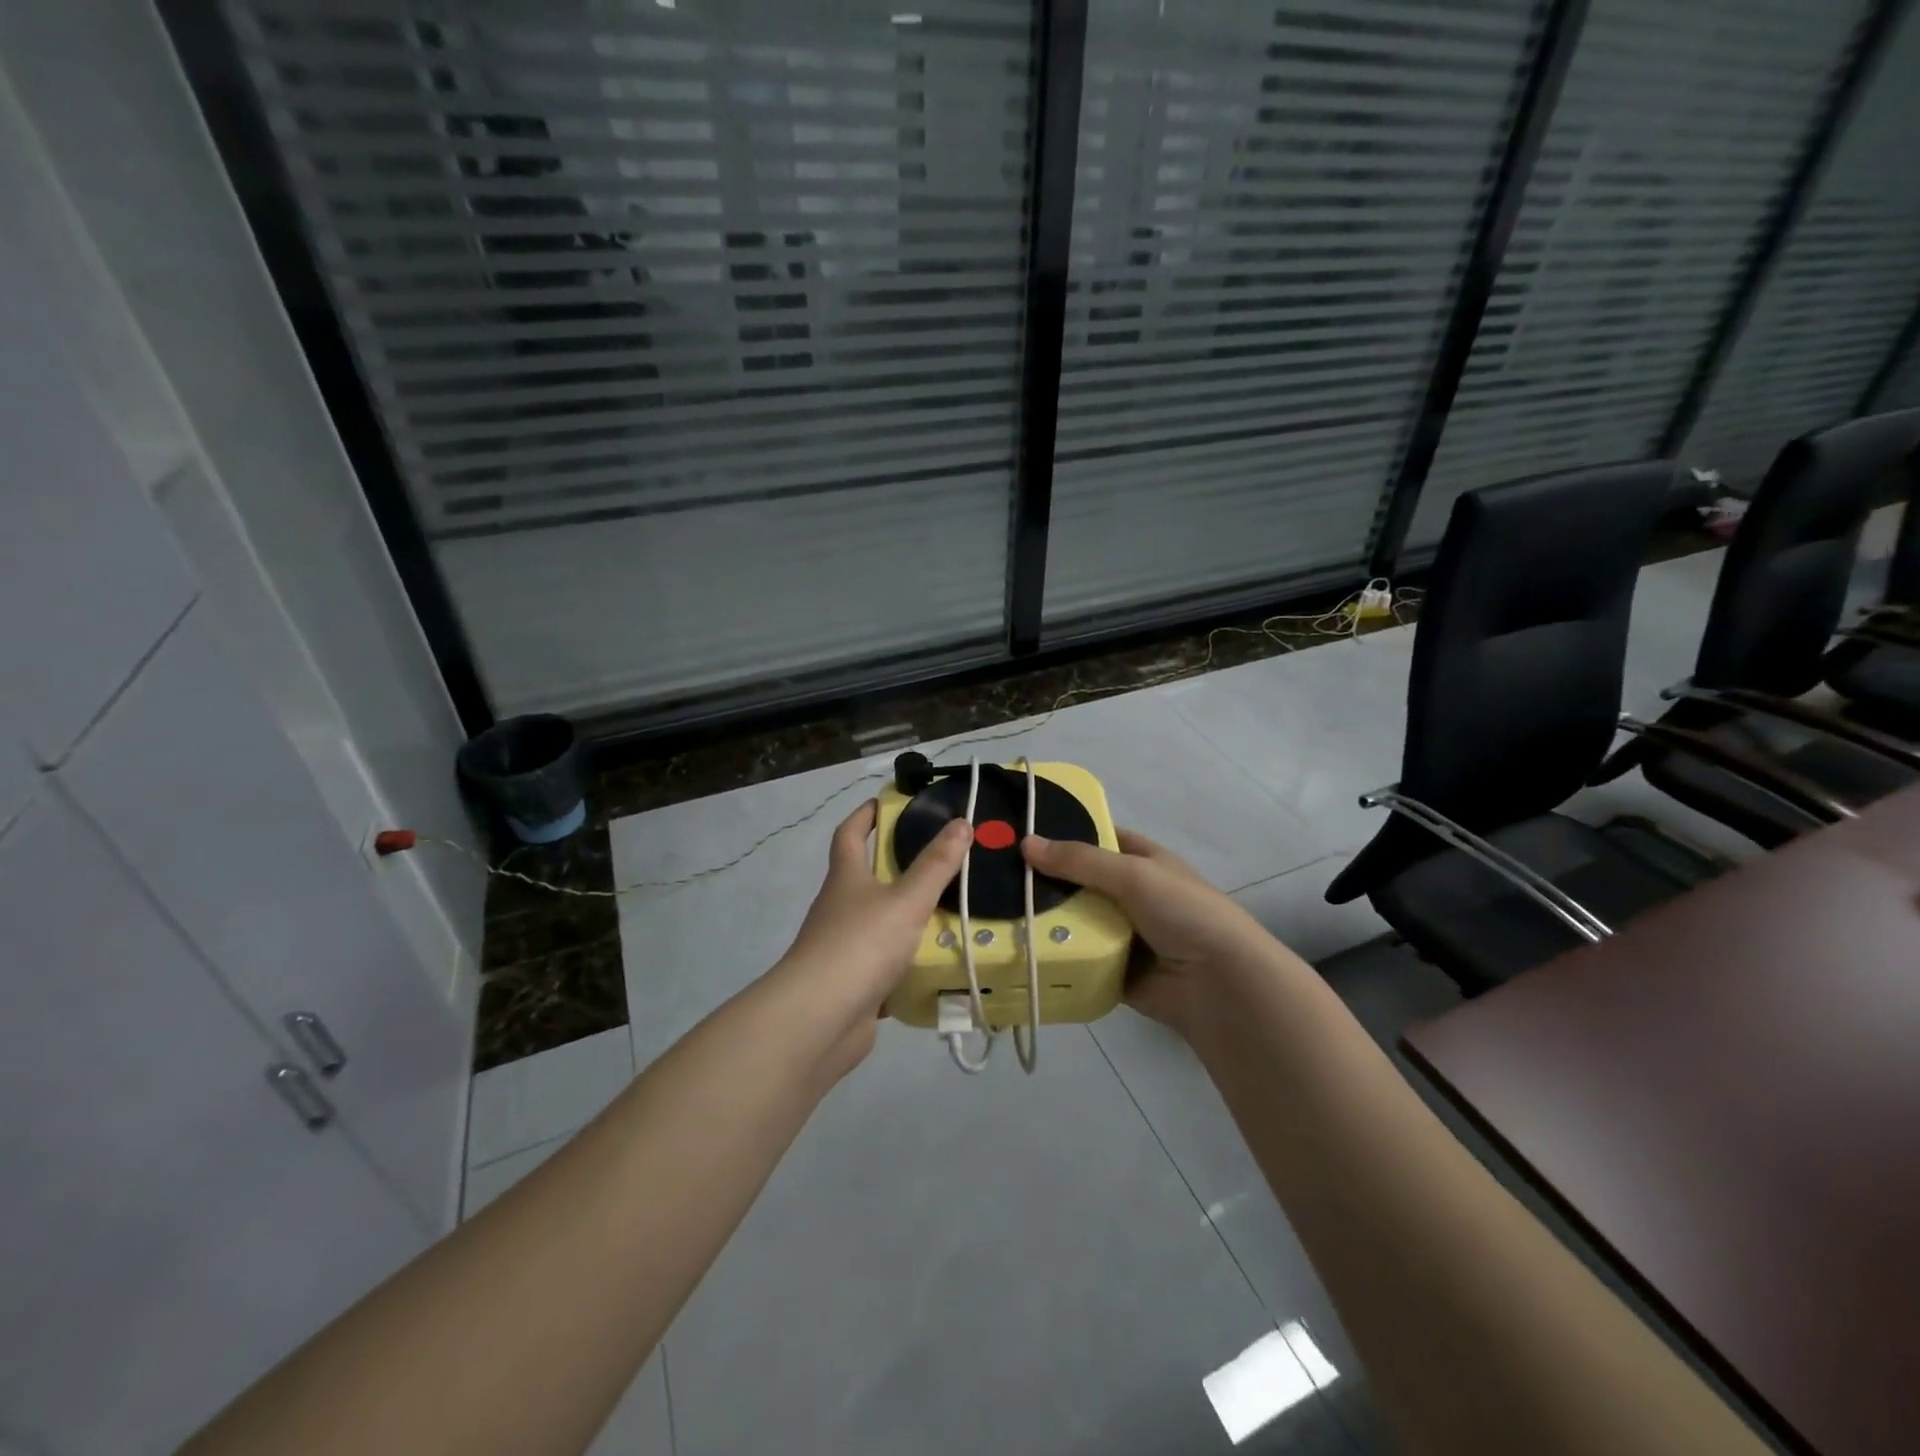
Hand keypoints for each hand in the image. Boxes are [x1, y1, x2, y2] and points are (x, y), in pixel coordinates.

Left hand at [775, 801, 970, 1064]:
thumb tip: (961, 823)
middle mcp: (840, 908)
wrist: (819, 1021)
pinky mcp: (854, 984)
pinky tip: (939, 962)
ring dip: (908, 916)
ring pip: (880, 923)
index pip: (850, 834)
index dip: (865, 816)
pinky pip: (886, 964)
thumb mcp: (905, 901)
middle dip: (898, 867)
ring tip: (952, 911)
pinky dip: (908, 961)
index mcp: (846, 878)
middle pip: (866, 878)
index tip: (887, 802)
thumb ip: (935, 865)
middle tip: (941, 859)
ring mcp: (843, 948)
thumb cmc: (860, 946)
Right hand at [1021, 829, 1281, 1028]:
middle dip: (1045, 881)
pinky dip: (1058, 956)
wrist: (1220, 985)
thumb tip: (1026, 843)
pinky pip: (1079, 958)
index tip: (1020, 834)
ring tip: (997, 914)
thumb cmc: (1184, 913)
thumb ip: (1080, 860)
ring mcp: (1123, 934)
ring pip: (1075, 921)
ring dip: (1046, 920)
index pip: (1097, 838)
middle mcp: (1132, 894)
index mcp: (1143, 861)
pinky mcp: (1115, 970)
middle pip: (1079, 882)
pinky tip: (1019, 950)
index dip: (1064, 833)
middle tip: (995, 878)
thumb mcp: (1133, 874)